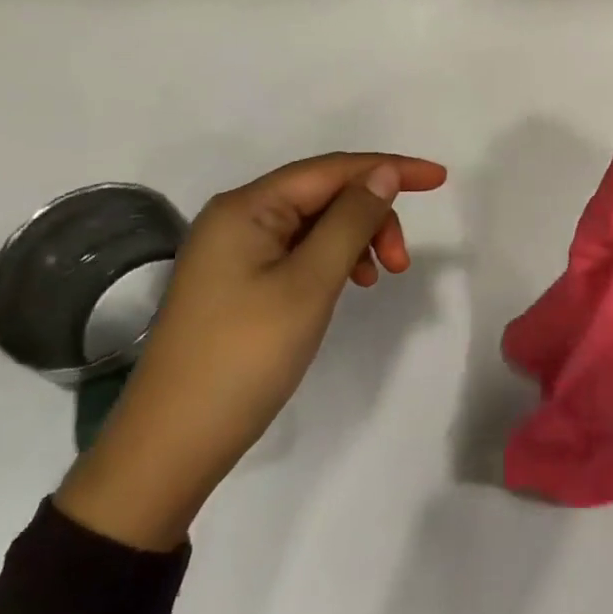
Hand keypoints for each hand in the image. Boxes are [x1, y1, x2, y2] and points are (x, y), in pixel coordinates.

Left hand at [56, 152, 447, 549]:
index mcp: (247, 206)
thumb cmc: (245, 356)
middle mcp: (238, 217)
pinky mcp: (238, 281)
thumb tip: (384, 172)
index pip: (332, 169)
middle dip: (372, 216)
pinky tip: (349, 284)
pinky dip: (333, 260)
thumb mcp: (309, 283)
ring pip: (314, 223)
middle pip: (323, 194)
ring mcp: (235, 250)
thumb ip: (351, 220)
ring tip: (380, 278)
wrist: (172, 445)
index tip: (440, 179)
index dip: (389, 168)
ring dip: (356, 239)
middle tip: (401, 263)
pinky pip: (298, 251)